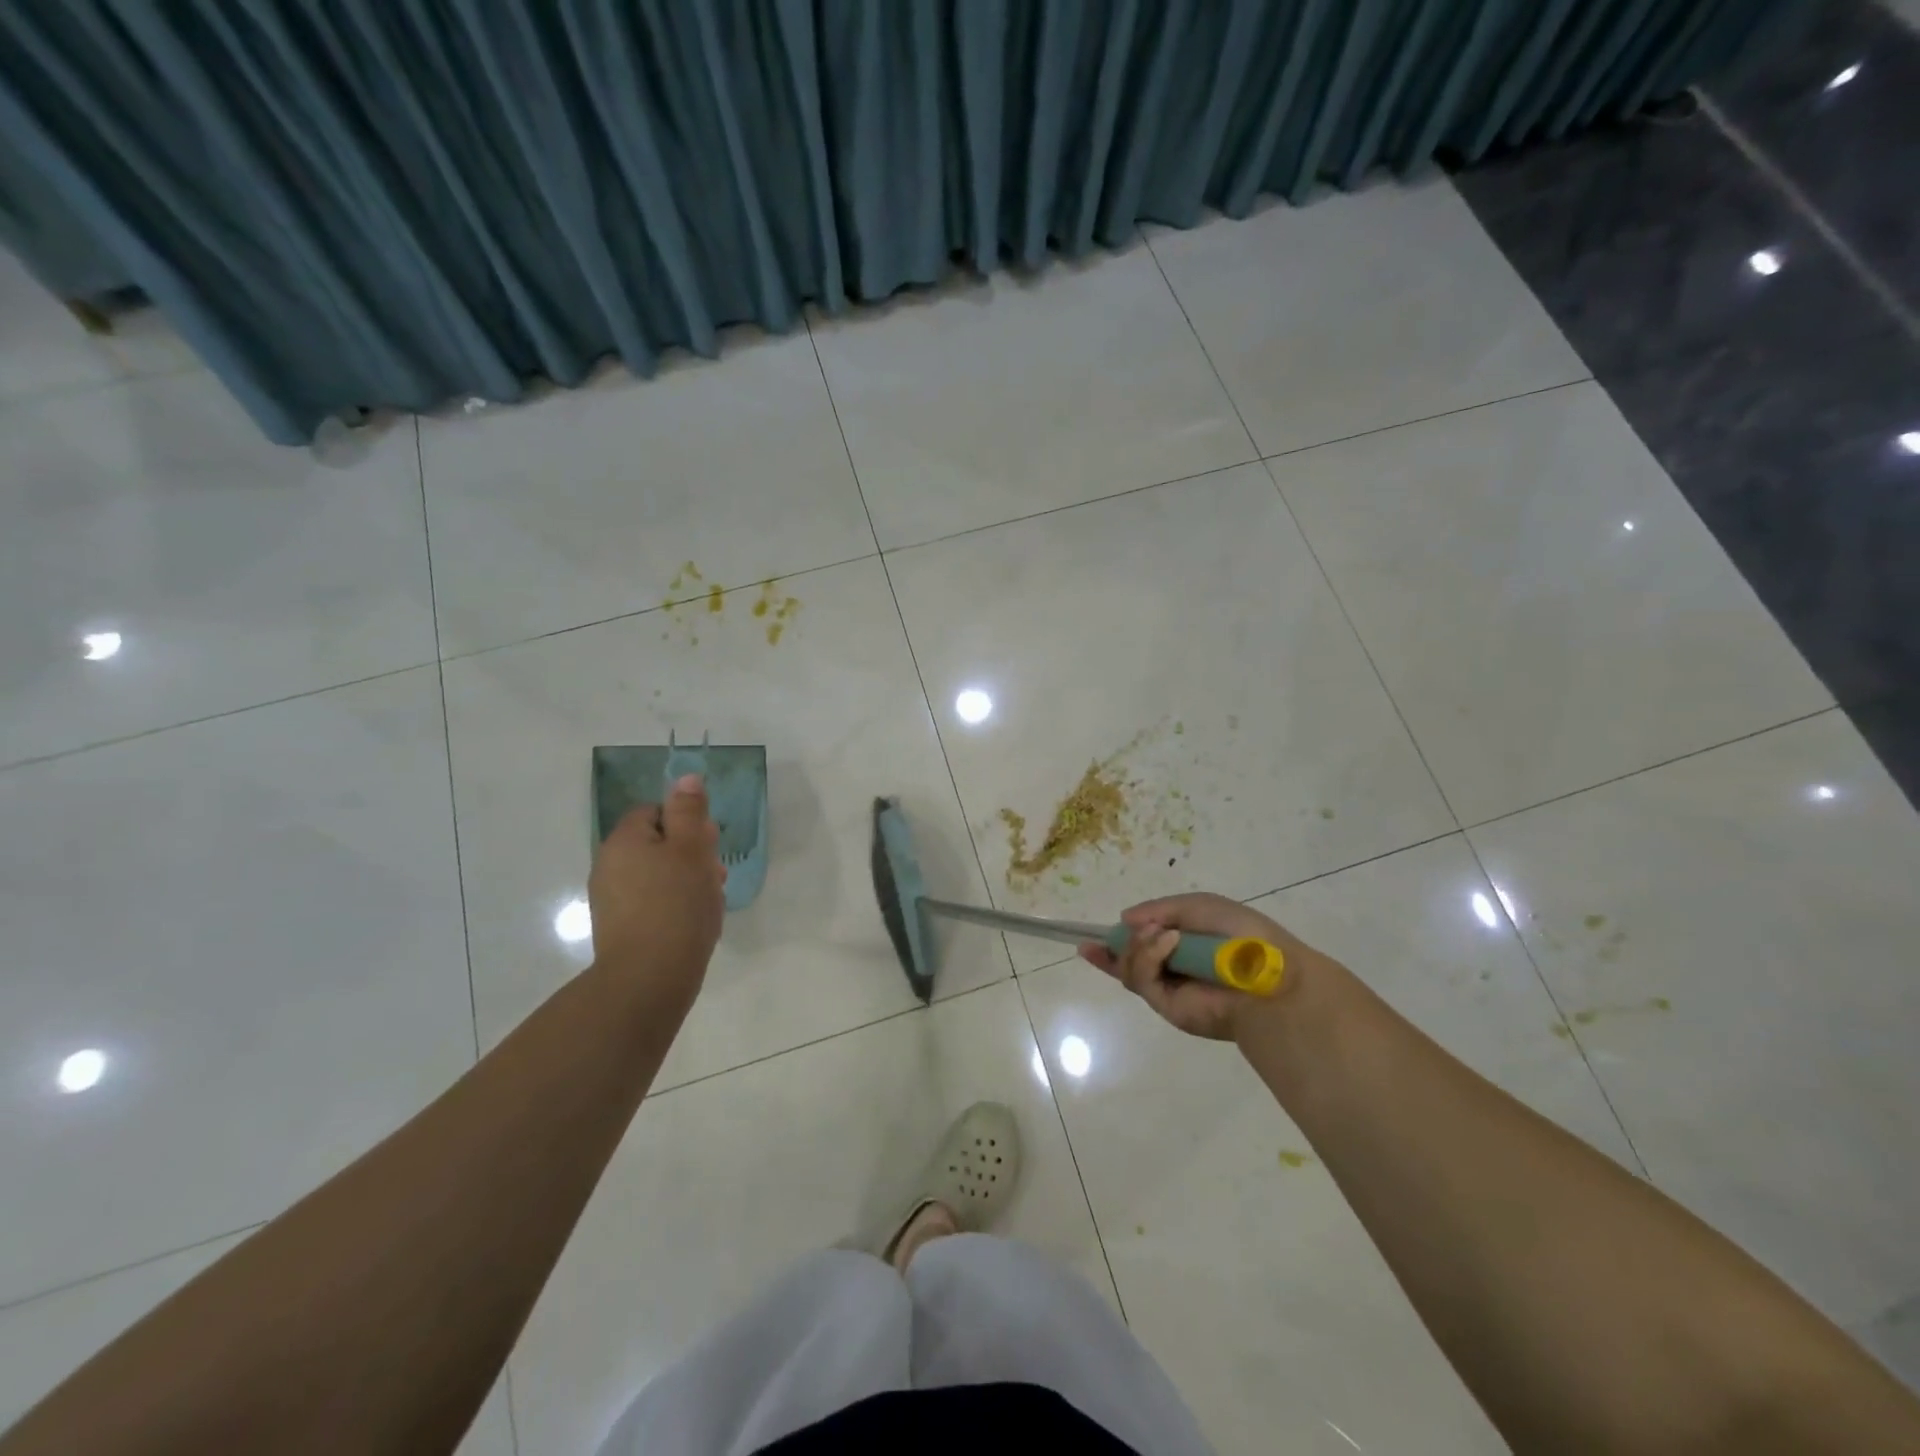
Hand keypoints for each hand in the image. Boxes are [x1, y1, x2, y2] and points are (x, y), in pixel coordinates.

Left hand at [587, 774, 726, 1001]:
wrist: (648, 979)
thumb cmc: (676, 905)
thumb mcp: (691, 849)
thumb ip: (689, 811)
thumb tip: (686, 778)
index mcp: (624, 840)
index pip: (655, 812)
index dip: (686, 822)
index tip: (709, 843)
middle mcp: (609, 865)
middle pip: (657, 844)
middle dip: (691, 854)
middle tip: (717, 875)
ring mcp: (612, 900)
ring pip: (658, 875)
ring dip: (687, 881)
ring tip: (711, 903)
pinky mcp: (620, 929)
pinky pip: (653, 903)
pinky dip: (675, 906)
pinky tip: (694, 923)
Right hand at [1078, 892, 1319, 1041]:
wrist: (1267, 974)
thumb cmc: (1240, 934)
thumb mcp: (1197, 906)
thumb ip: (1158, 909)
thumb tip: (1124, 919)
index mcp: (1183, 945)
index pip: (1142, 944)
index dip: (1116, 941)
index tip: (1089, 940)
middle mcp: (1173, 969)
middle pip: (1127, 960)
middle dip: (1113, 948)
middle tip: (1104, 939)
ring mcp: (1168, 989)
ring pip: (1128, 967)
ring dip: (1138, 944)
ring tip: (1162, 935)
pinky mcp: (1167, 1006)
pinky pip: (1141, 979)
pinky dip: (1148, 956)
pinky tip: (1168, 942)